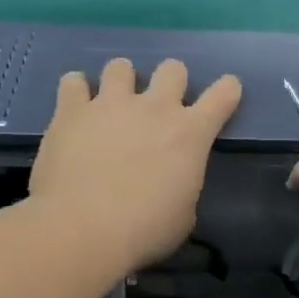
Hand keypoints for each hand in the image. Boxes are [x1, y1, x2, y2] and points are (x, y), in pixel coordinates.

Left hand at [30, 57, 241, 272]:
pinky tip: (75, 109)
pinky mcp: (72, 111)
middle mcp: (155, 108)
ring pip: (120, 67)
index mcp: (190, 134)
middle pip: (172, 69)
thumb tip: (171, 184)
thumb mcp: (183, 215)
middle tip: (158, 106)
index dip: (227, 90)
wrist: (84, 229)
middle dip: (170, 81)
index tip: (225, 93)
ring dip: (121, 81)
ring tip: (111, 102)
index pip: (222, 95)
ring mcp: (111, 104)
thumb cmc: (145, 230)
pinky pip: (73, 82)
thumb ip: (182, 187)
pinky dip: (76, 91)